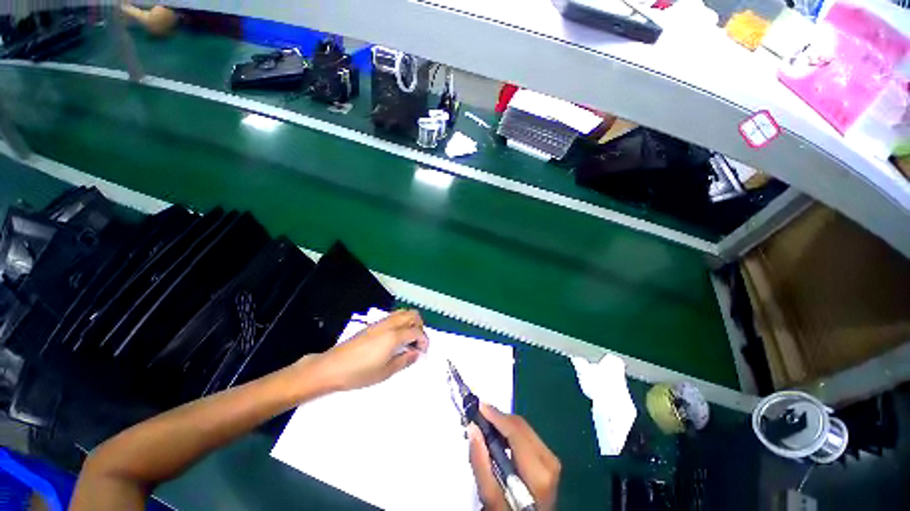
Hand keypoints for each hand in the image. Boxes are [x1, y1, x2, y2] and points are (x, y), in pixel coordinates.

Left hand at [305, 310, 428, 391]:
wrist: (332, 367)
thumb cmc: (359, 373)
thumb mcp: (385, 372)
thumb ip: (404, 360)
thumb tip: (416, 353)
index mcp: (394, 336)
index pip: (417, 332)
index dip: (424, 341)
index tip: (422, 352)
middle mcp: (390, 324)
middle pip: (412, 315)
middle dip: (420, 327)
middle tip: (417, 343)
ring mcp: (380, 323)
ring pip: (403, 313)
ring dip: (411, 322)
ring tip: (408, 339)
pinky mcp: (373, 325)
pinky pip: (394, 316)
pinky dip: (401, 322)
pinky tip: (396, 338)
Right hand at [468, 404, 560, 510]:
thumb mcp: (492, 499)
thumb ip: (481, 464)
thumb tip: (473, 428)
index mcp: (538, 472)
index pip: (516, 431)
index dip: (496, 416)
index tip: (477, 406)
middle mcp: (549, 460)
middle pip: (520, 426)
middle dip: (498, 419)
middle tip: (477, 417)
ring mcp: (551, 459)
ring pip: (523, 428)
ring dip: (503, 424)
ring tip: (484, 427)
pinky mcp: (547, 458)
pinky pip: (526, 435)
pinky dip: (510, 432)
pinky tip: (498, 437)